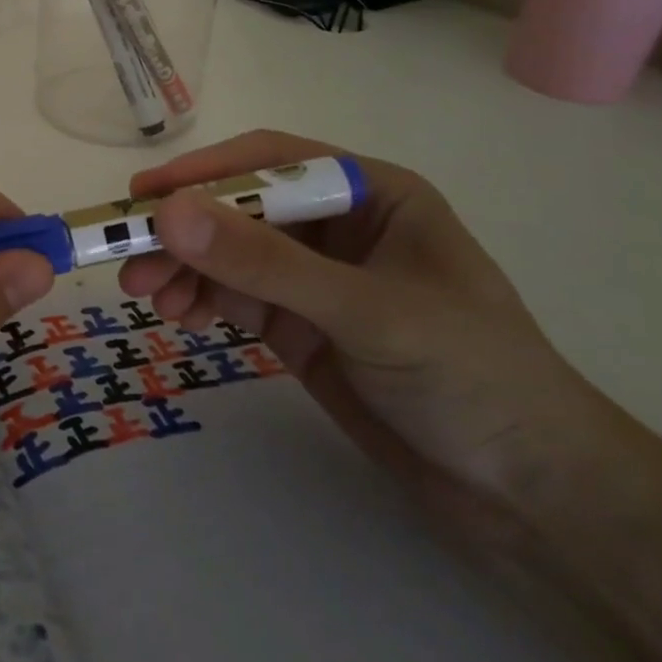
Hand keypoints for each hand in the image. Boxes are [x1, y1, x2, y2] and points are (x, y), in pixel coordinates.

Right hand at [120, 130, 605, 542]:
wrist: (534, 500)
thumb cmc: (472, 377)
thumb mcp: (365, 311)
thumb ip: (264, 262)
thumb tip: (168, 214)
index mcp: (372, 193)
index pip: (271, 162)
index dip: (204, 173)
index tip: (144, 196)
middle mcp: (338, 225)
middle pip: (241, 208)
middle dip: (185, 230)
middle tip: (127, 255)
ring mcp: (316, 278)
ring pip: (230, 255)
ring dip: (184, 268)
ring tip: (145, 294)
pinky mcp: (301, 325)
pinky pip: (236, 297)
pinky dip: (201, 300)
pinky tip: (177, 314)